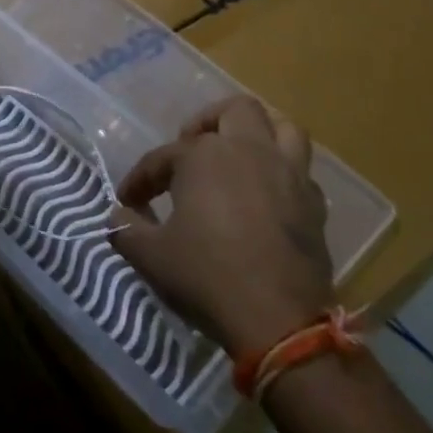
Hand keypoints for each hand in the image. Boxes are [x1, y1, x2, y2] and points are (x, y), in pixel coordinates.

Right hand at [109, 97, 334, 355]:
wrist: (279, 320)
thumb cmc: (206, 276)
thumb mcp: (150, 256)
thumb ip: (126, 228)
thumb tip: (118, 215)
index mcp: (203, 156)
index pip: (162, 158)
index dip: (140, 179)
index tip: (129, 202)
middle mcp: (249, 151)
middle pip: (233, 112)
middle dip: (207, 122)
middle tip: (189, 147)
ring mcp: (288, 174)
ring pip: (282, 127)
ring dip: (258, 132)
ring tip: (238, 152)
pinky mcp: (314, 204)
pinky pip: (301, 169)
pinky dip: (282, 172)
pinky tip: (266, 194)